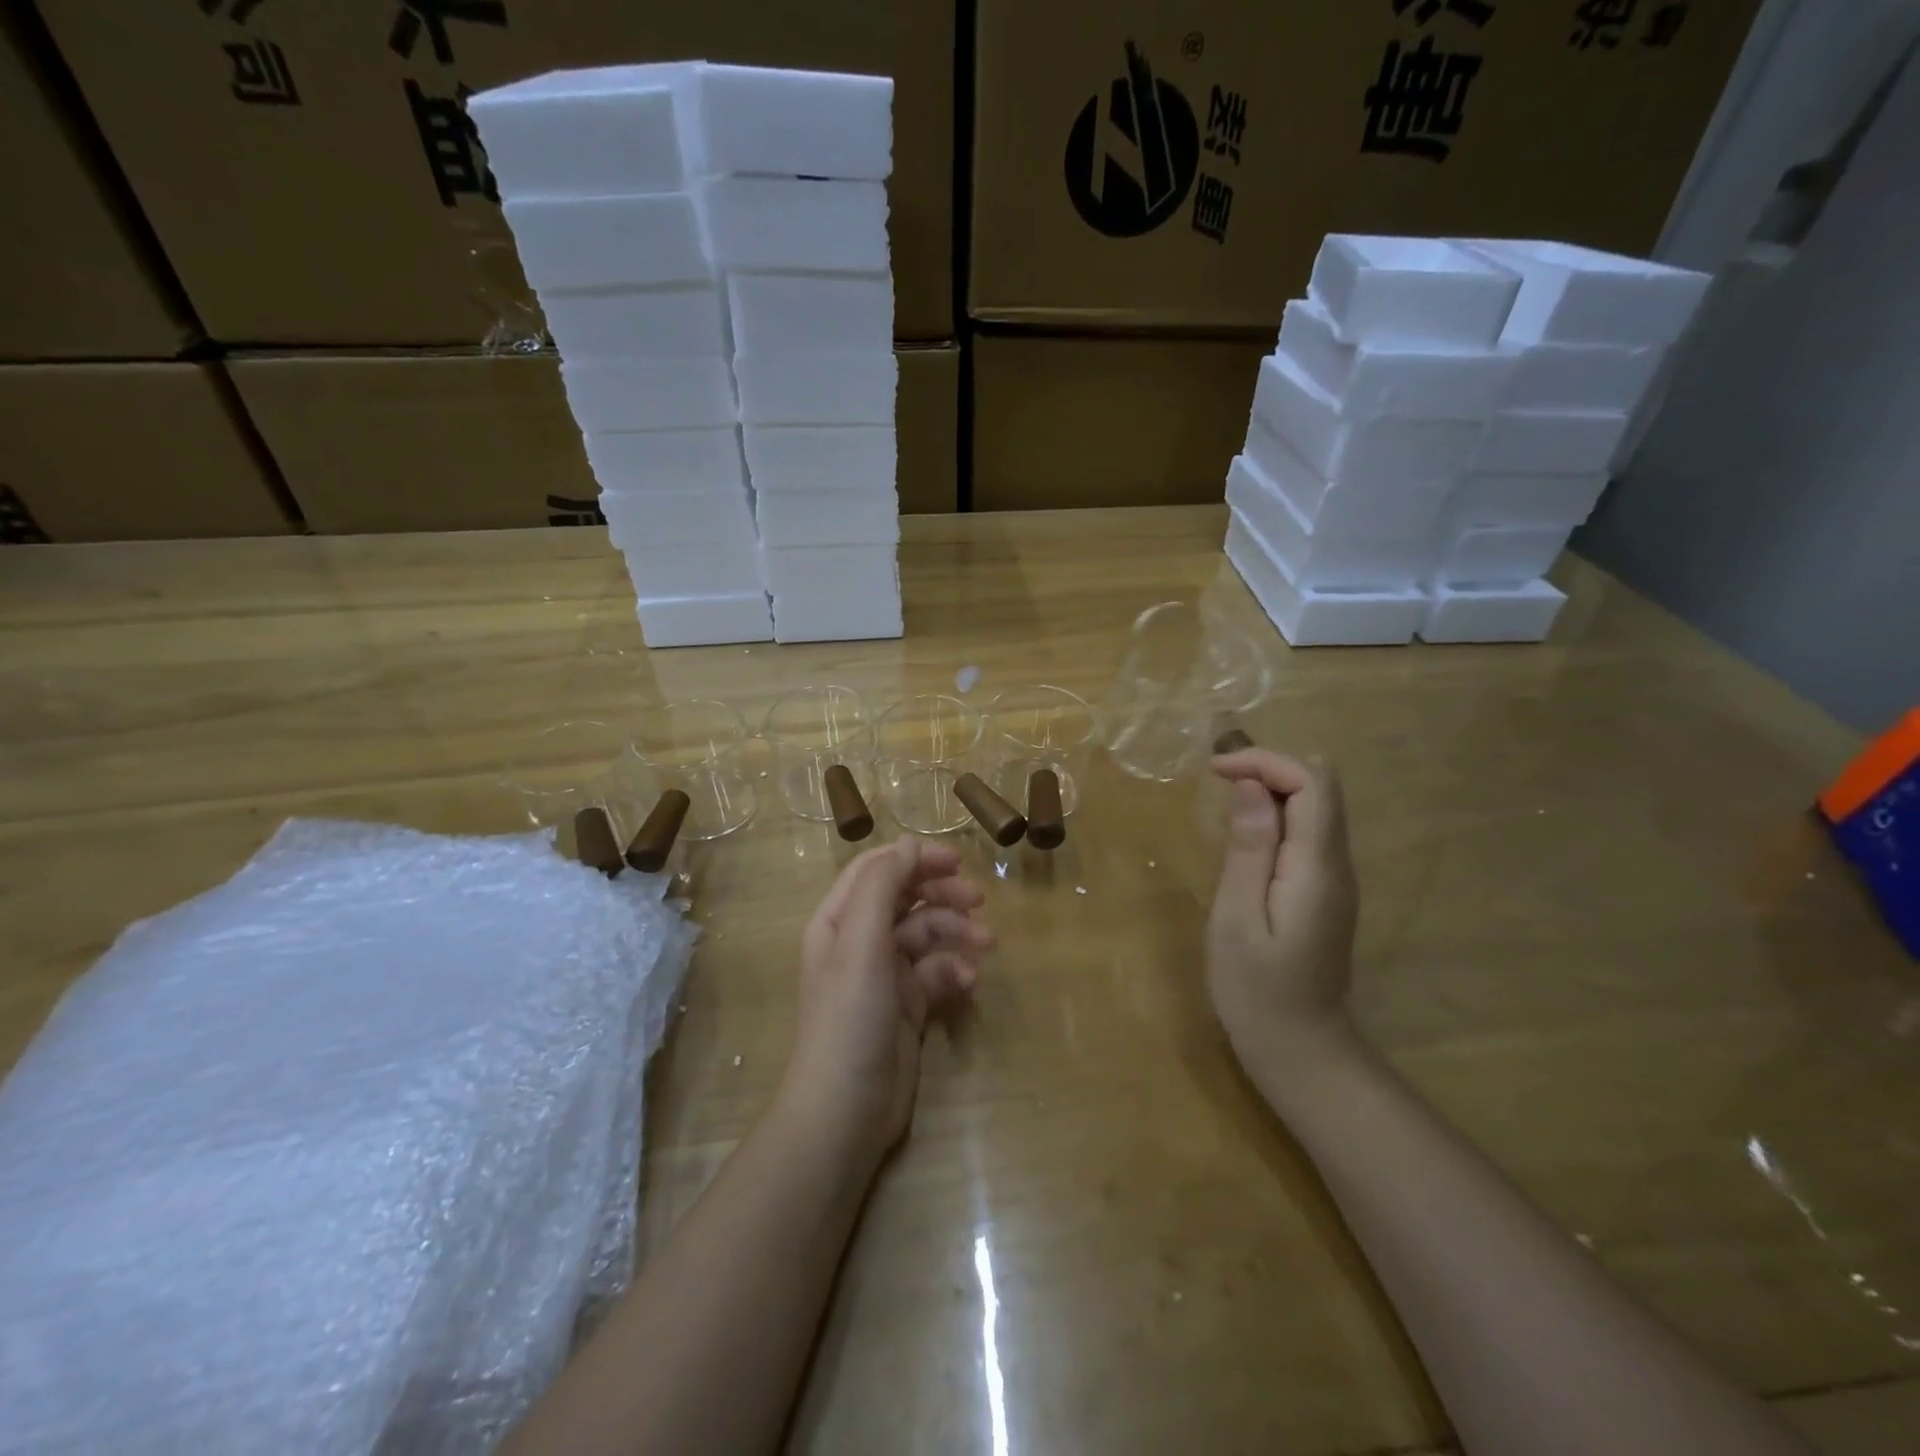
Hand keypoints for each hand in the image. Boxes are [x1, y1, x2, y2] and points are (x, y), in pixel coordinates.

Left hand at [781, 839, 991, 1163]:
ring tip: (986, 945)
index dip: (915, 858)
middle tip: (979, 900)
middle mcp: (860, 940)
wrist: (847, 1109)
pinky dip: (954, 972)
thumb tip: (909, 845)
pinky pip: (937, 973)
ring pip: (927, 935)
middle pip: (907, 898)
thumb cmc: (850, 1016)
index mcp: (839, 920)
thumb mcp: (861, 941)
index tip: (957, 861)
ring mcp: (885, 974)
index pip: (878, 869)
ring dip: (957, 934)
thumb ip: (883, 885)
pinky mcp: (907, 1005)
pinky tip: (968, 985)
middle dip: (943, 894)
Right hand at [1207, 749, 1359, 1071]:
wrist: (1303, 1053)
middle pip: (1321, 788)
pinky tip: (1245, 837)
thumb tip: (1251, 787)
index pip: (1312, 783)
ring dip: (1272, 790)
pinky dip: (1277, 817)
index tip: (1214, 772)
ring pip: (1317, 808)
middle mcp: (1338, 865)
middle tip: (1218, 783)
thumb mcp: (1237, 919)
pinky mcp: (1326, 893)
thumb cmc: (1258, 992)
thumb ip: (1249, 850)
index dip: (1265, 762)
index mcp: (1318, 868)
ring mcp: (1337, 880)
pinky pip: (1309, 834)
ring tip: (1224, 802)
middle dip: (1270, 769)